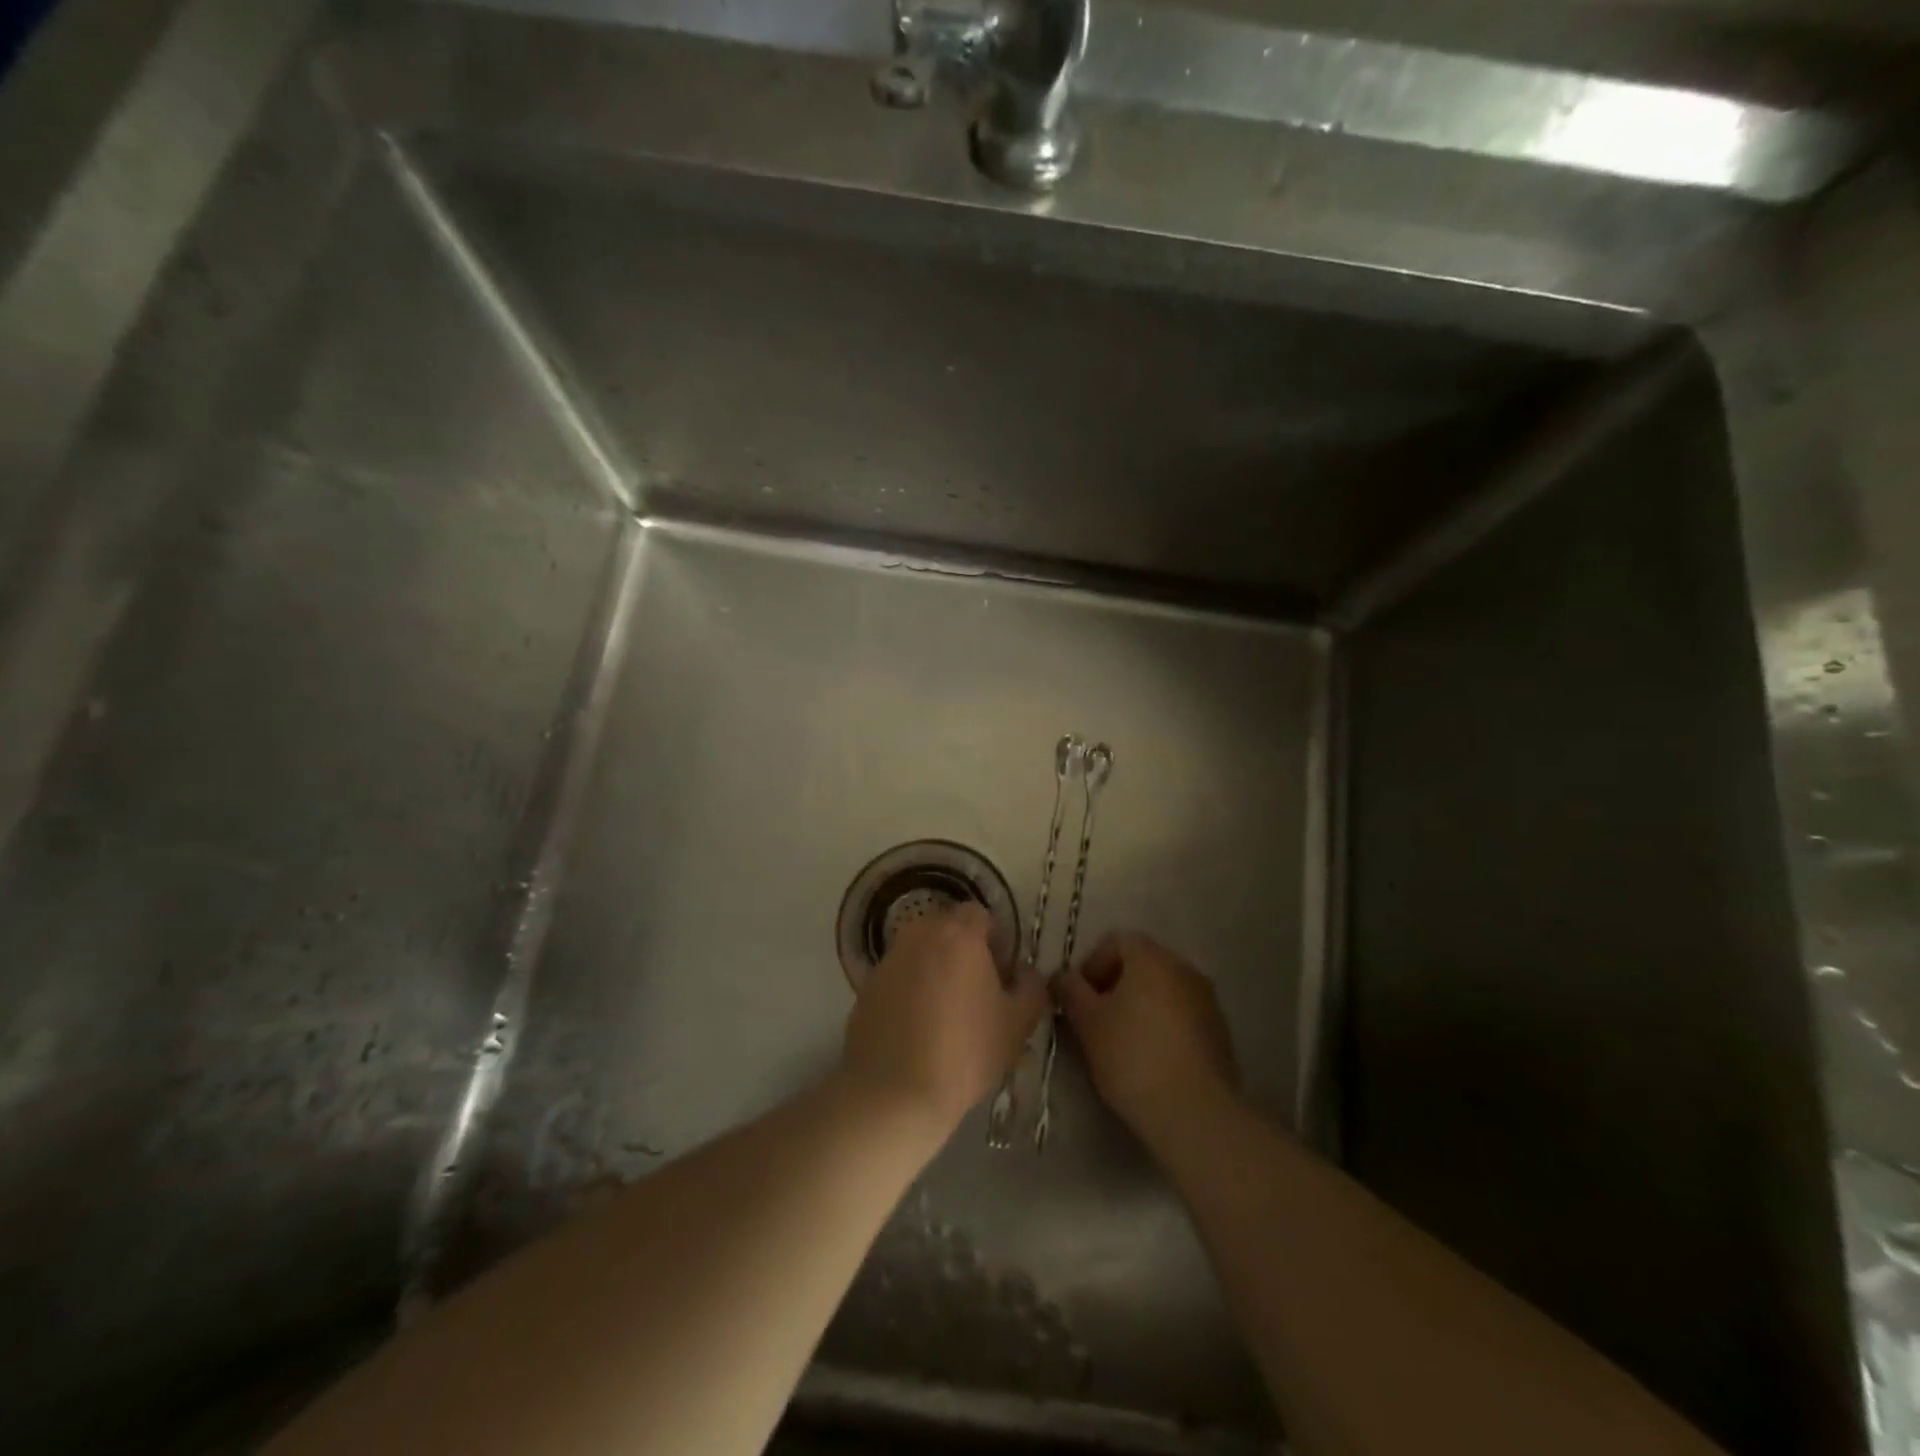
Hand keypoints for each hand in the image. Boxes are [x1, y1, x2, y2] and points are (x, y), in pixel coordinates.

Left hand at [840, 902, 1045, 1135]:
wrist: (893, 1092)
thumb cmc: (965, 1052)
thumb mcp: (1017, 1024)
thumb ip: (1031, 987)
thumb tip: (1024, 971)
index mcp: (958, 935)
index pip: (980, 914)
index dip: (995, 939)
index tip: (1001, 974)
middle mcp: (919, 935)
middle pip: (947, 929)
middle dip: (964, 952)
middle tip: (976, 993)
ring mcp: (888, 959)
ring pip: (920, 952)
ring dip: (935, 970)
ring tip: (945, 1014)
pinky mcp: (866, 986)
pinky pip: (898, 977)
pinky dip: (910, 991)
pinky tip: (917, 1030)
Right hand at [1053, 931, 1239, 1149]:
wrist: (1195, 1113)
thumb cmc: (1133, 1057)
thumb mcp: (1087, 1023)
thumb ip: (1069, 991)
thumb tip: (1061, 977)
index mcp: (1152, 958)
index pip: (1116, 941)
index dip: (1092, 964)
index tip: (1079, 998)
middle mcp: (1184, 968)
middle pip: (1141, 963)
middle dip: (1115, 985)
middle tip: (1095, 1019)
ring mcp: (1207, 1000)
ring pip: (1163, 990)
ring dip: (1140, 1005)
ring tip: (1122, 1042)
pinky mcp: (1219, 1032)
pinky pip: (1182, 1014)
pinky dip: (1162, 1025)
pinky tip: (1151, 1058)